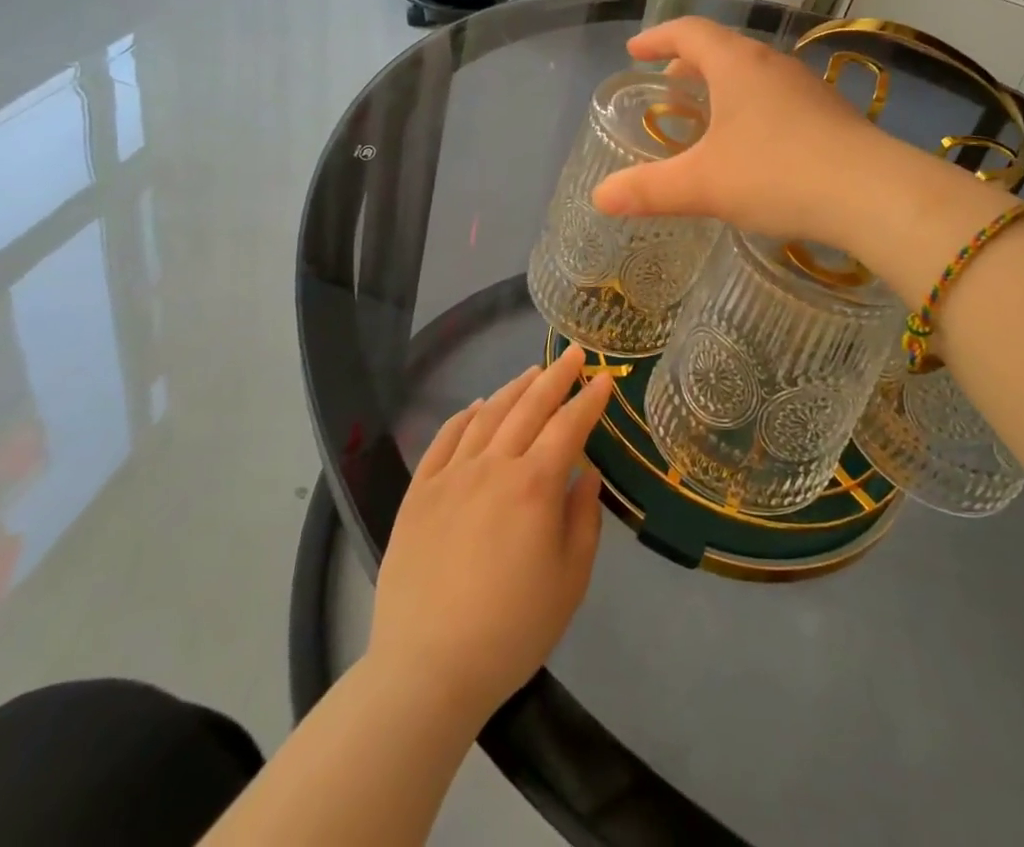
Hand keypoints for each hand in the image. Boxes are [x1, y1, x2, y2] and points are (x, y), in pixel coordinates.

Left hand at [369, 347, 612, 727]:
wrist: (427, 668)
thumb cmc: (512, 630)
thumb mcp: (570, 580)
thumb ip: (583, 519)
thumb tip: (587, 474)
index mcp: (535, 486)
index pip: (569, 426)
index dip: (589, 400)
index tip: (604, 378)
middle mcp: (493, 466)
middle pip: (529, 408)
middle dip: (556, 377)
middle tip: (573, 354)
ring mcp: (451, 475)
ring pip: (488, 415)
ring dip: (514, 389)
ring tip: (531, 373)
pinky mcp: (419, 492)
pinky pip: (445, 438)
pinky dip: (465, 415)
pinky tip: (478, 406)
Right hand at [591, 18, 992, 254]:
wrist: (873, 193)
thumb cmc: (777, 174)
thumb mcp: (703, 185)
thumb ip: (648, 190)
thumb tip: (599, 198)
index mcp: (737, 65)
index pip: (689, 32)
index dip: (658, 38)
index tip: (635, 50)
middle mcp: (773, 65)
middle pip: (723, 49)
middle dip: (690, 63)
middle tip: (669, 84)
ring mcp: (807, 88)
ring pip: (754, 74)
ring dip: (724, 85)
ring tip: (708, 114)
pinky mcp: (830, 114)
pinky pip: (778, 98)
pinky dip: (752, 107)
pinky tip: (754, 144)